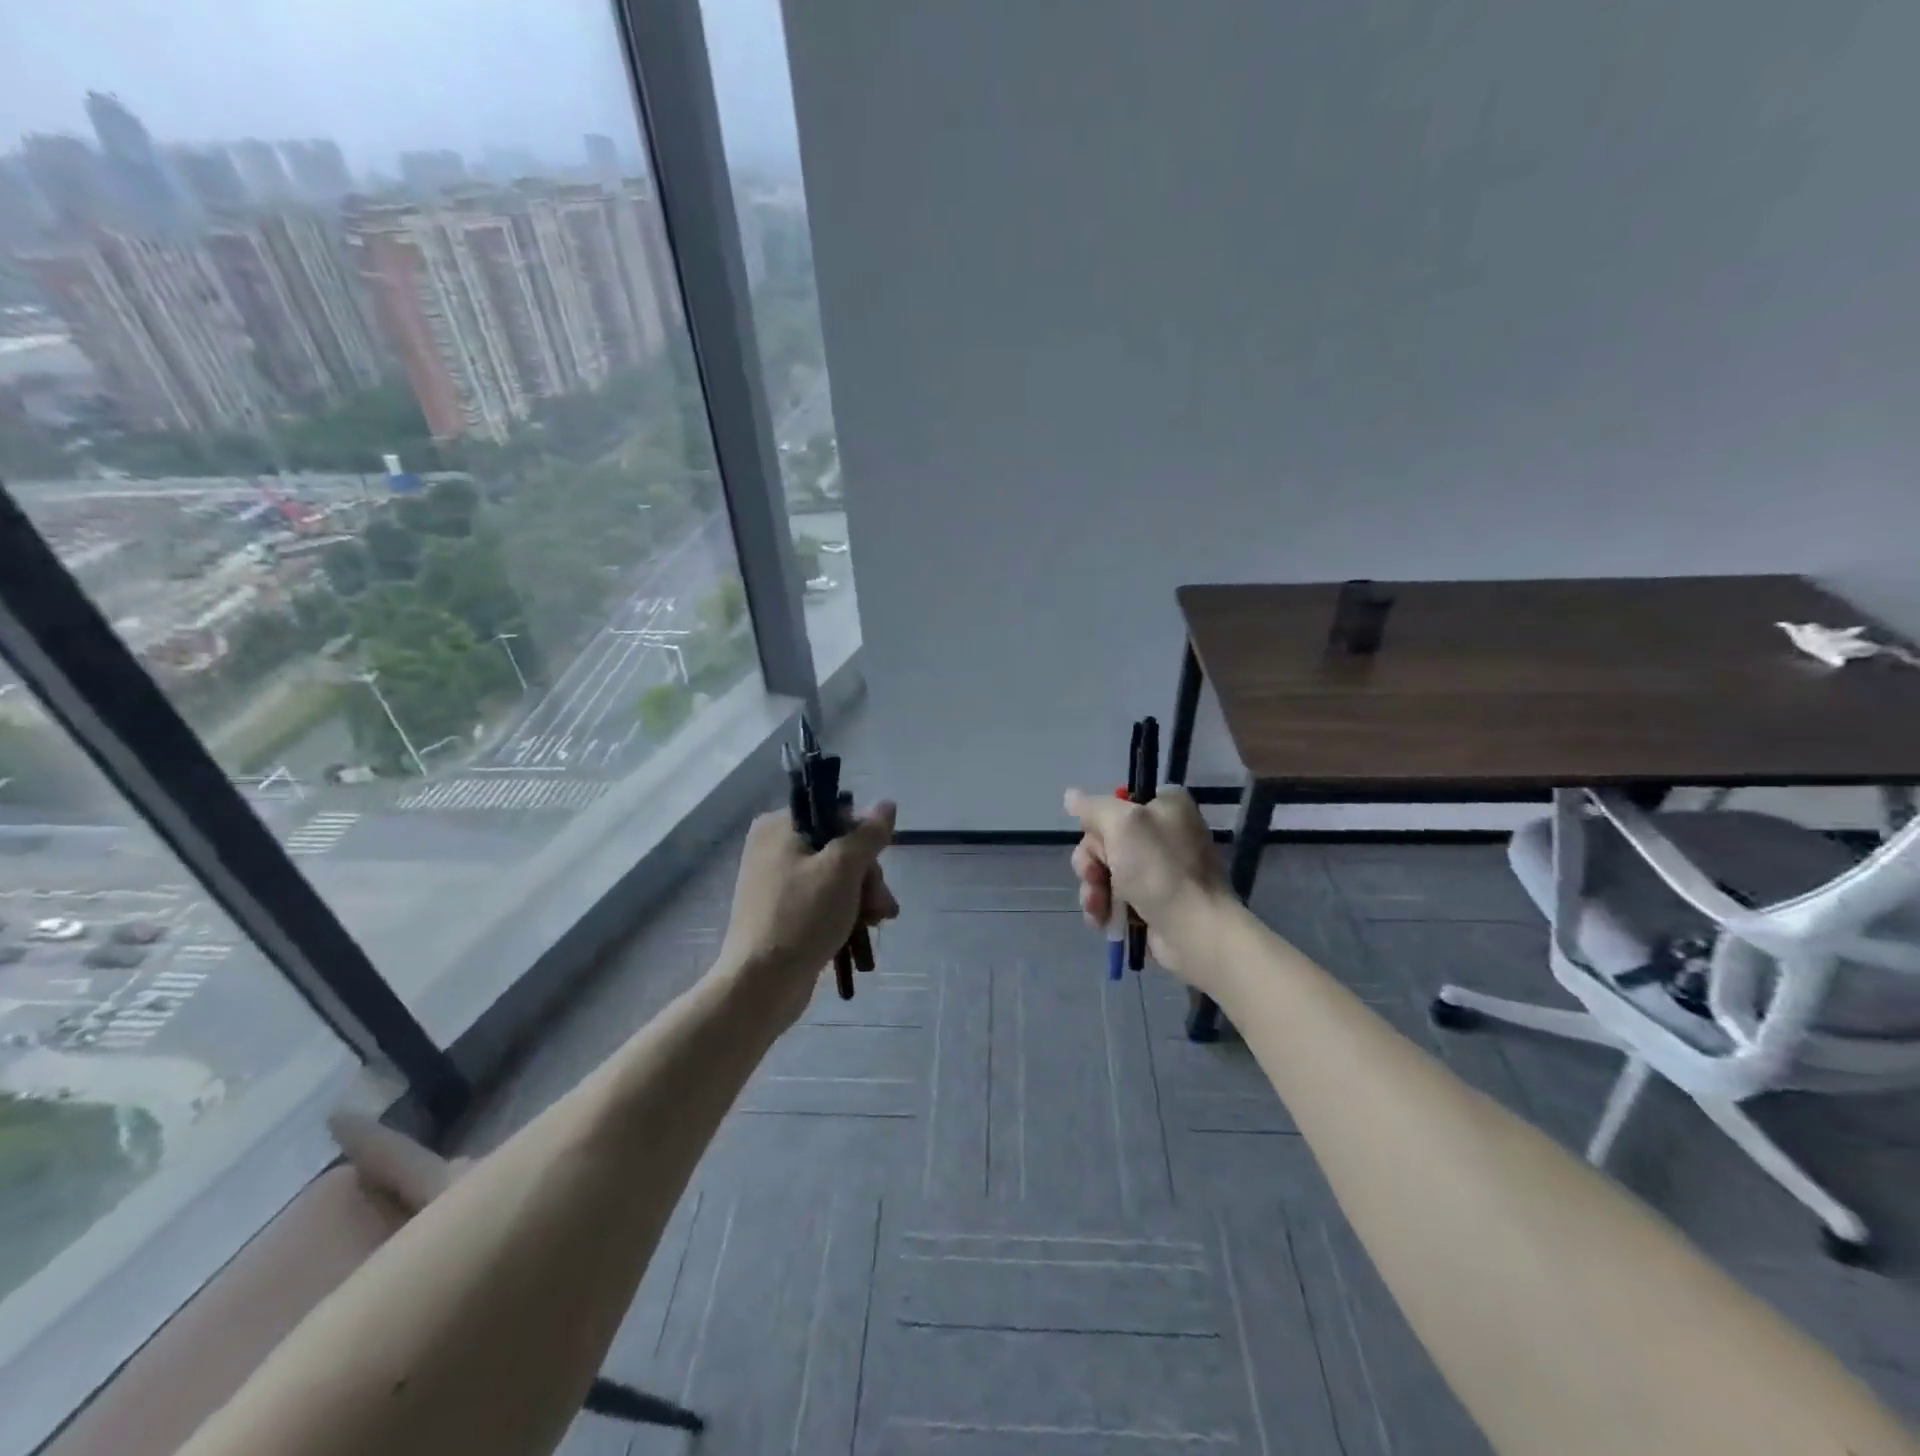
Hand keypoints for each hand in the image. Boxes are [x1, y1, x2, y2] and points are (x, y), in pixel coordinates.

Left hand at [720, 801, 899, 1024]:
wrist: (761, 985)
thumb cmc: (801, 917)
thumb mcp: (842, 868)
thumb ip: (868, 834)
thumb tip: (887, 804)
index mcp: (779, 826)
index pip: (836, 815)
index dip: (863, 839)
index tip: (878, 866)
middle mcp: (773, 847)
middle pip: (839, 848)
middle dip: (868, 876)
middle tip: (881, 904)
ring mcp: (777, 882)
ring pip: (837, 877)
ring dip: (864, 896)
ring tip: (878, 921)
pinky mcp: (783, 912)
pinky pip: (823, 900)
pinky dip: (846, 911)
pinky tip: (864, 928)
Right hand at [1065, 786, 1231, 981]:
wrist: (1194, 931)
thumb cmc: (1160, 869)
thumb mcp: (1123, 825)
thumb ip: (1094, 808)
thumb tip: (1070, 794)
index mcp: (1167, 806)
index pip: (1119, 801)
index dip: (1101, 821)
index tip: (1099, 837)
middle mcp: (1164, 833)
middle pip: (1105, 838)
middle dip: (1091, 861)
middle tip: (1095, 876)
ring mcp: (1158, 869)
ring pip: (1105, 869)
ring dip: (1093, 888)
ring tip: (1098, 906)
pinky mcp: (1152, 901)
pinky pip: (1115, 896)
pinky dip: (1104, 907)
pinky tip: (1101, 920)